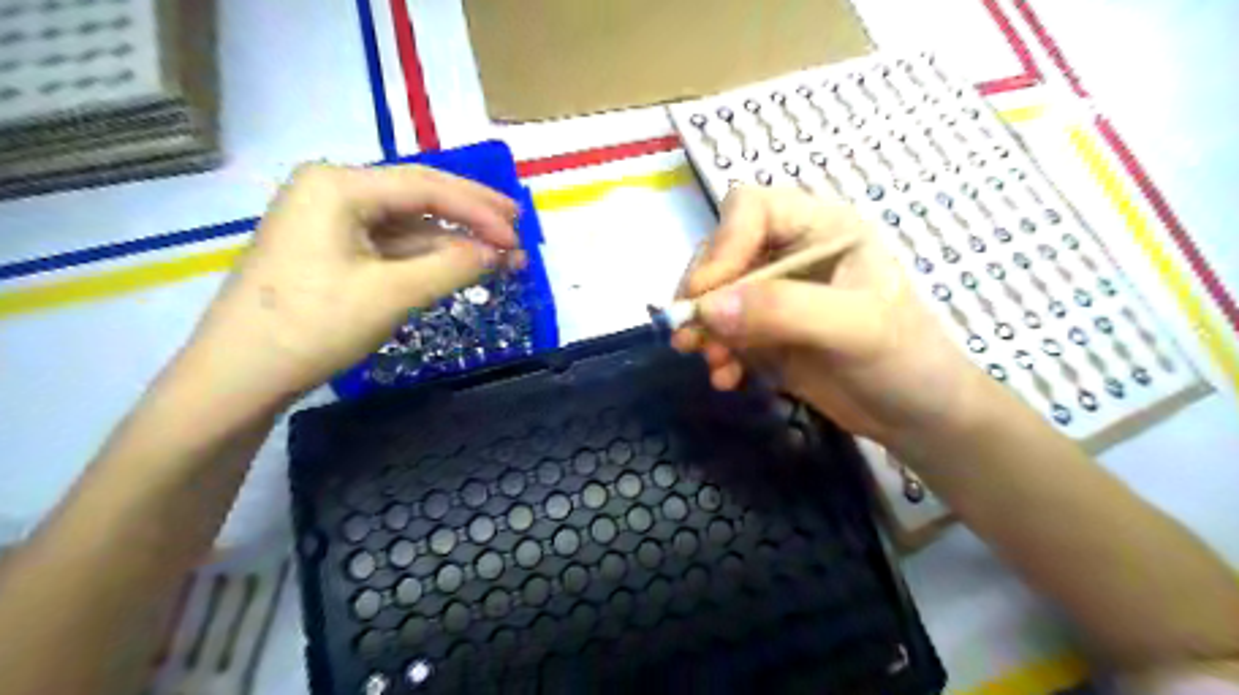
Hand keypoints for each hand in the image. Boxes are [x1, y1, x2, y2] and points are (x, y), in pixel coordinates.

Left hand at [185, 161, 522, 400]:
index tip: (518, 237)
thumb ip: (454, 265)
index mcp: (339, 185)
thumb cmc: (313, 326)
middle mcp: (333, 191)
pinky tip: (458, 265)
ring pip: (408, 224)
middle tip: (517, 230)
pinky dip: (428, 257)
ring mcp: (330, 221)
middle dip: (472, 216)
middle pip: (419, 197)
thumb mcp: (393, 293)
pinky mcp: (332, 250)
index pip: (427, 187)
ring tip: (499, 257)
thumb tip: (502, 252)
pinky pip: (392, 245)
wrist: (240, 376)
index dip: (480, 210)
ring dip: (454, 241)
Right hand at [673, 183, 993, 445]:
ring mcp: (776, 296)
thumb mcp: (855, 327)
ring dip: (704, 330)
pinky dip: (718, 355)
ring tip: (711, 364)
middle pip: (722, 254)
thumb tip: (708, 308)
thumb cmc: (905, 359)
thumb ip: (784, 310)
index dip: (722, 245)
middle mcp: (792, 254)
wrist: (919, 417)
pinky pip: (724, 334)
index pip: (751, 210)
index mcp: (822, 229)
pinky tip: (726, 379)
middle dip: (703, 296)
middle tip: (690, 336)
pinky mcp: (766, 334)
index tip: (705, 295)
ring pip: (716, 297)